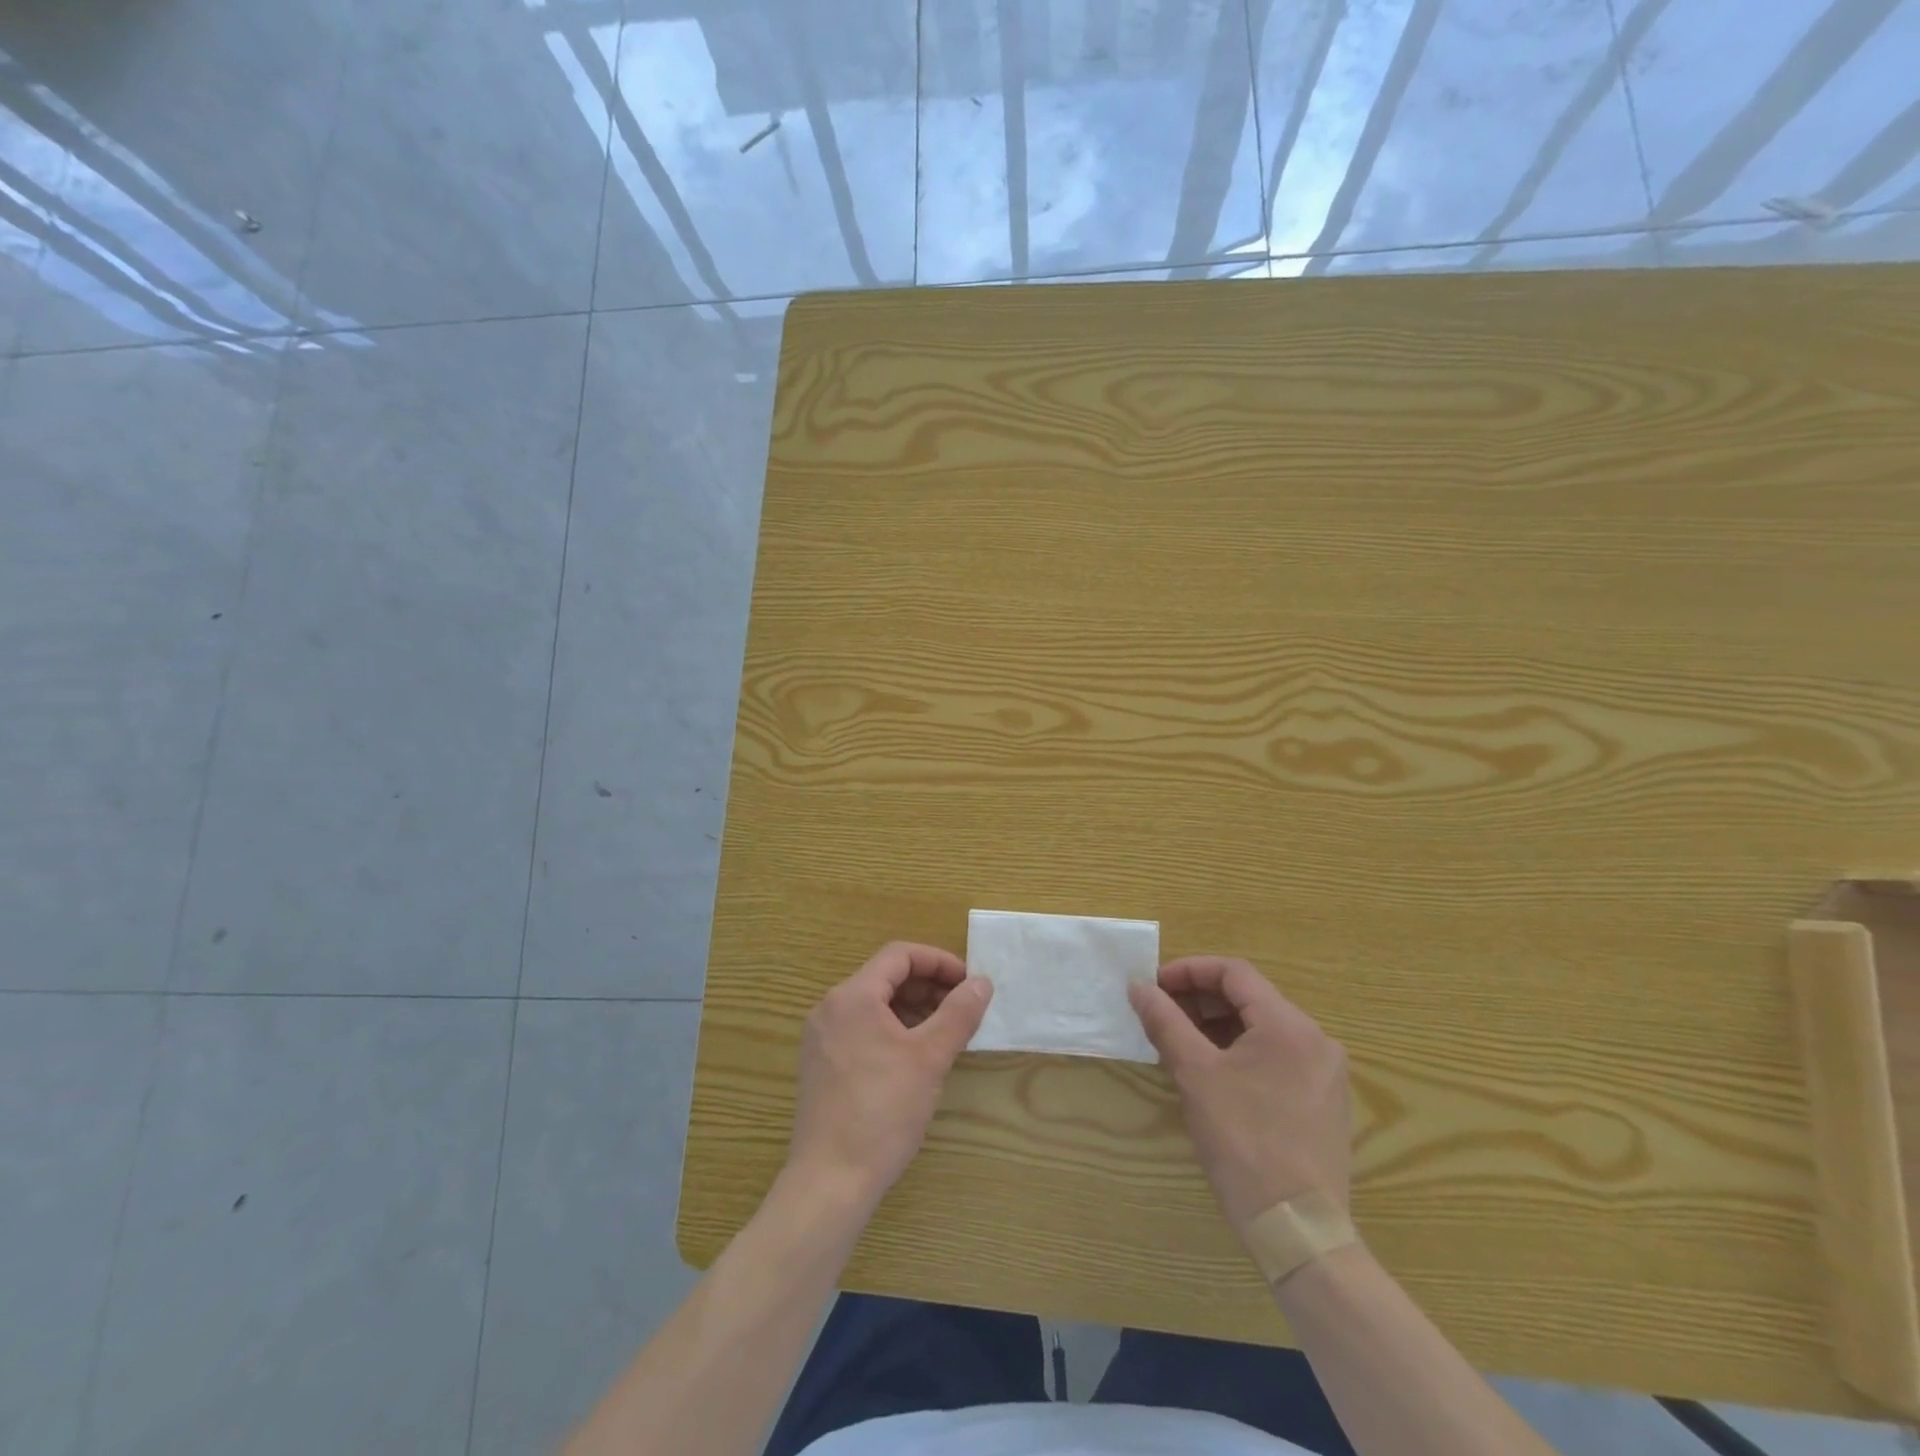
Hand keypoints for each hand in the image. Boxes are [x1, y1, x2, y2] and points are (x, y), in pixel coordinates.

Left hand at [786, 943, 993, 1209]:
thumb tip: (982, 982)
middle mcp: (830, 1008)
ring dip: (912, 1010)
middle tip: (963, 1009)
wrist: (829, 1181)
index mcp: (852, 996)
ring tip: (946, 1033)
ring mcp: (821, 1038)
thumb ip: (958, 1013)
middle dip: (928, 987)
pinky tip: (915, 1058)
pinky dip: (892, 1031)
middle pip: (885, 978)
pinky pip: (861, 1030)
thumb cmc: (882, 1111)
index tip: (969, 983)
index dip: (939, 962)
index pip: (899, 955)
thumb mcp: (929, 1058)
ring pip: (874, 1006)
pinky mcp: (820, 1066)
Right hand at [1128, 956, 1350, 1235]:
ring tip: (1179, 1041)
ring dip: (1218, 1025)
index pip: (1234, 972)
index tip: (1154, 986)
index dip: (1189, 971)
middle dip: (1201, 999)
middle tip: (1161, 1013)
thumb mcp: (1195, 1074)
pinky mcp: (1324, 1101)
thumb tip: (1138, 987)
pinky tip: (1213, 1072)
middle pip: (1250, 998)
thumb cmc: (1243, 1141)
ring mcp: (1325, 1072)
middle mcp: (1315, 1039)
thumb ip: (1165, 1022)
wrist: (1297, 1229)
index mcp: (1289, 1025)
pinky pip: (1277, 1056)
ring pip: (1263, 1029)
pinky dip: (1241, 1051)